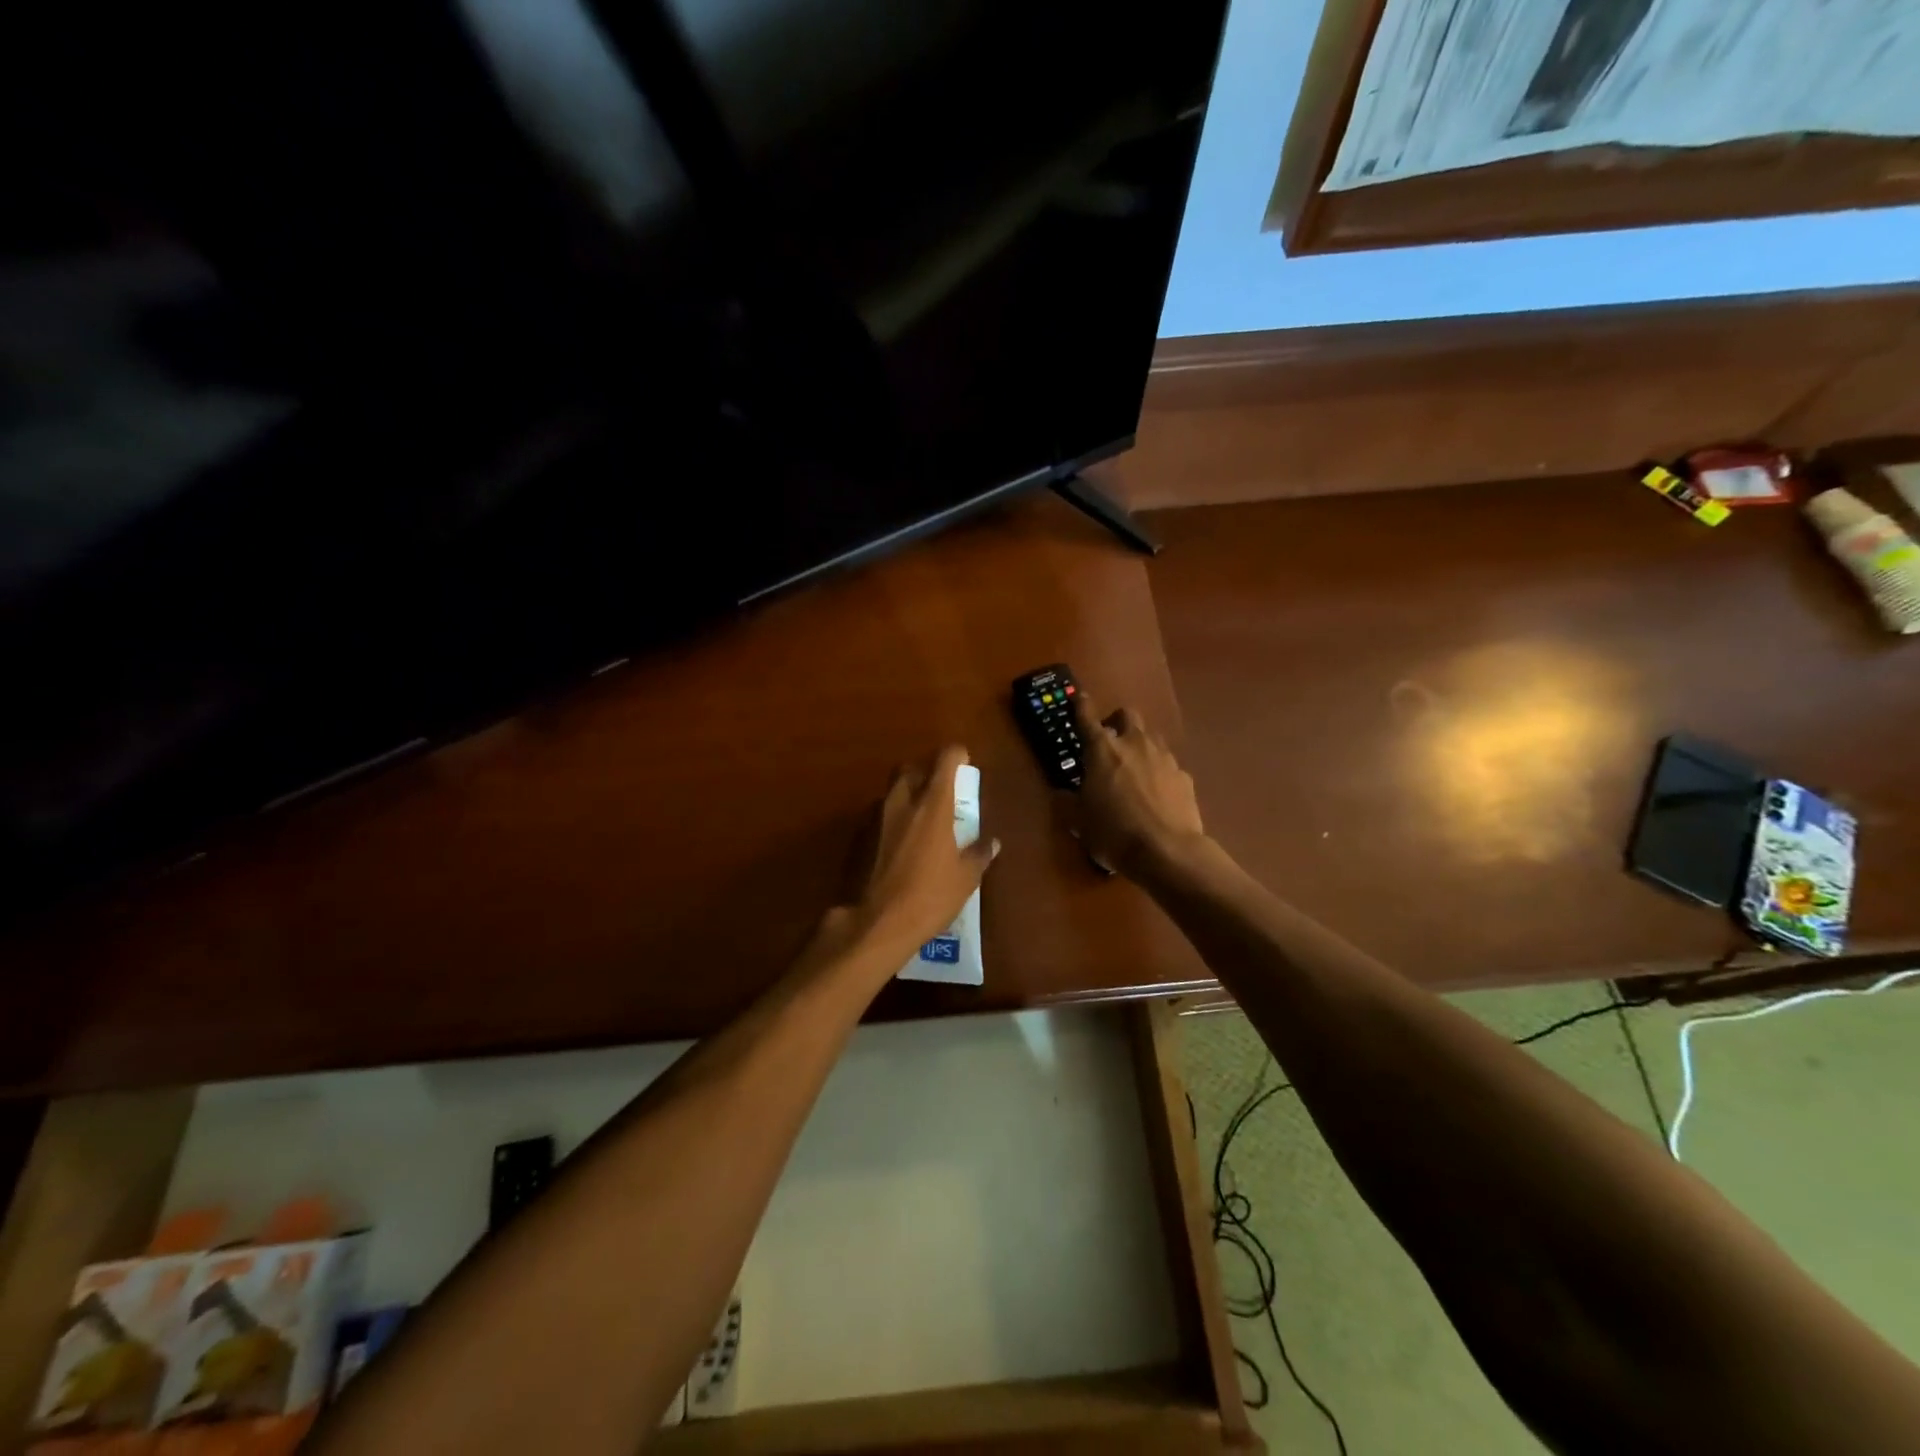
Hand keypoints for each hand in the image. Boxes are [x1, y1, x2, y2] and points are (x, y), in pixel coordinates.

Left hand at [842, 746, 997, 960]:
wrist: (876, 923)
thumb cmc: (930, 897)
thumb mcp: (966, 878)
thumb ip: (979, 854)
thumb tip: (992, 842)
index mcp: (932, 804)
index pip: (945, 759)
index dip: (957, 755)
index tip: (965, 762)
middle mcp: (902, 802)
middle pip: (910, 768)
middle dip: (925, 771)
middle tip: (939, 790)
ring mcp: (875, 817)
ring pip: (891, 791)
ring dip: (906, 796)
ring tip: (919, 820)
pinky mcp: (859, 837)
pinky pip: (877, 816)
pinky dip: (890, 820)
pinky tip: (898, 844)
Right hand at [1069, 690, 1206, 878]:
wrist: (1167, 852)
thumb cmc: (1113, 832)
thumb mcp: (1079, 822)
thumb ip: (1067, 802)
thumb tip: (1061, 794)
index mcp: (1102, 750)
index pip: (1087, 718)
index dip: (1081, 706)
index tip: (1079, 697)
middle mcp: (1134, 744)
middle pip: (1127, 715)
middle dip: (1117, 722)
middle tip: (1109, 742)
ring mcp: (1164, 758)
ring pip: (1151, 737)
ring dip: (1140, 745)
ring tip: (1134, 768)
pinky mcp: (1184, 777)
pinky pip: (1168, 765)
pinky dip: (1159, 773)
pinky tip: (1157, 795)